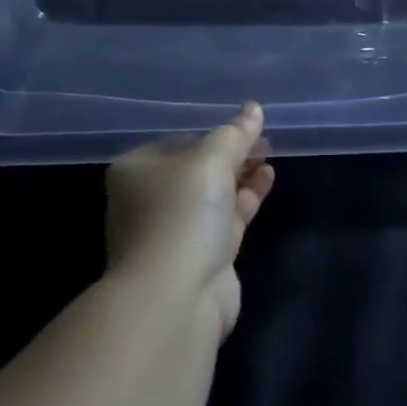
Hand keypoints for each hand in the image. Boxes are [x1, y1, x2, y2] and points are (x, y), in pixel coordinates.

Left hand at [105, 103, 275, 340]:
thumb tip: (253, 108)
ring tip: (270, 155)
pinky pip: (225, 218)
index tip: (244, 126)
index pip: (178, 141)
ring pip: (213, 195)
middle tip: (263, 140)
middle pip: (196, 168)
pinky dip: (246, 199)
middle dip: (231, 154)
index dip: (212, 132)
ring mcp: (173, 232)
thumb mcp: (211, 159)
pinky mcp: (199, 258)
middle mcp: (149, 200)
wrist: (176, 297)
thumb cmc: (182, 212)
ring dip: (241, 175)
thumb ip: (235, 133)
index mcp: (136, 170)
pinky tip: (268, 179)